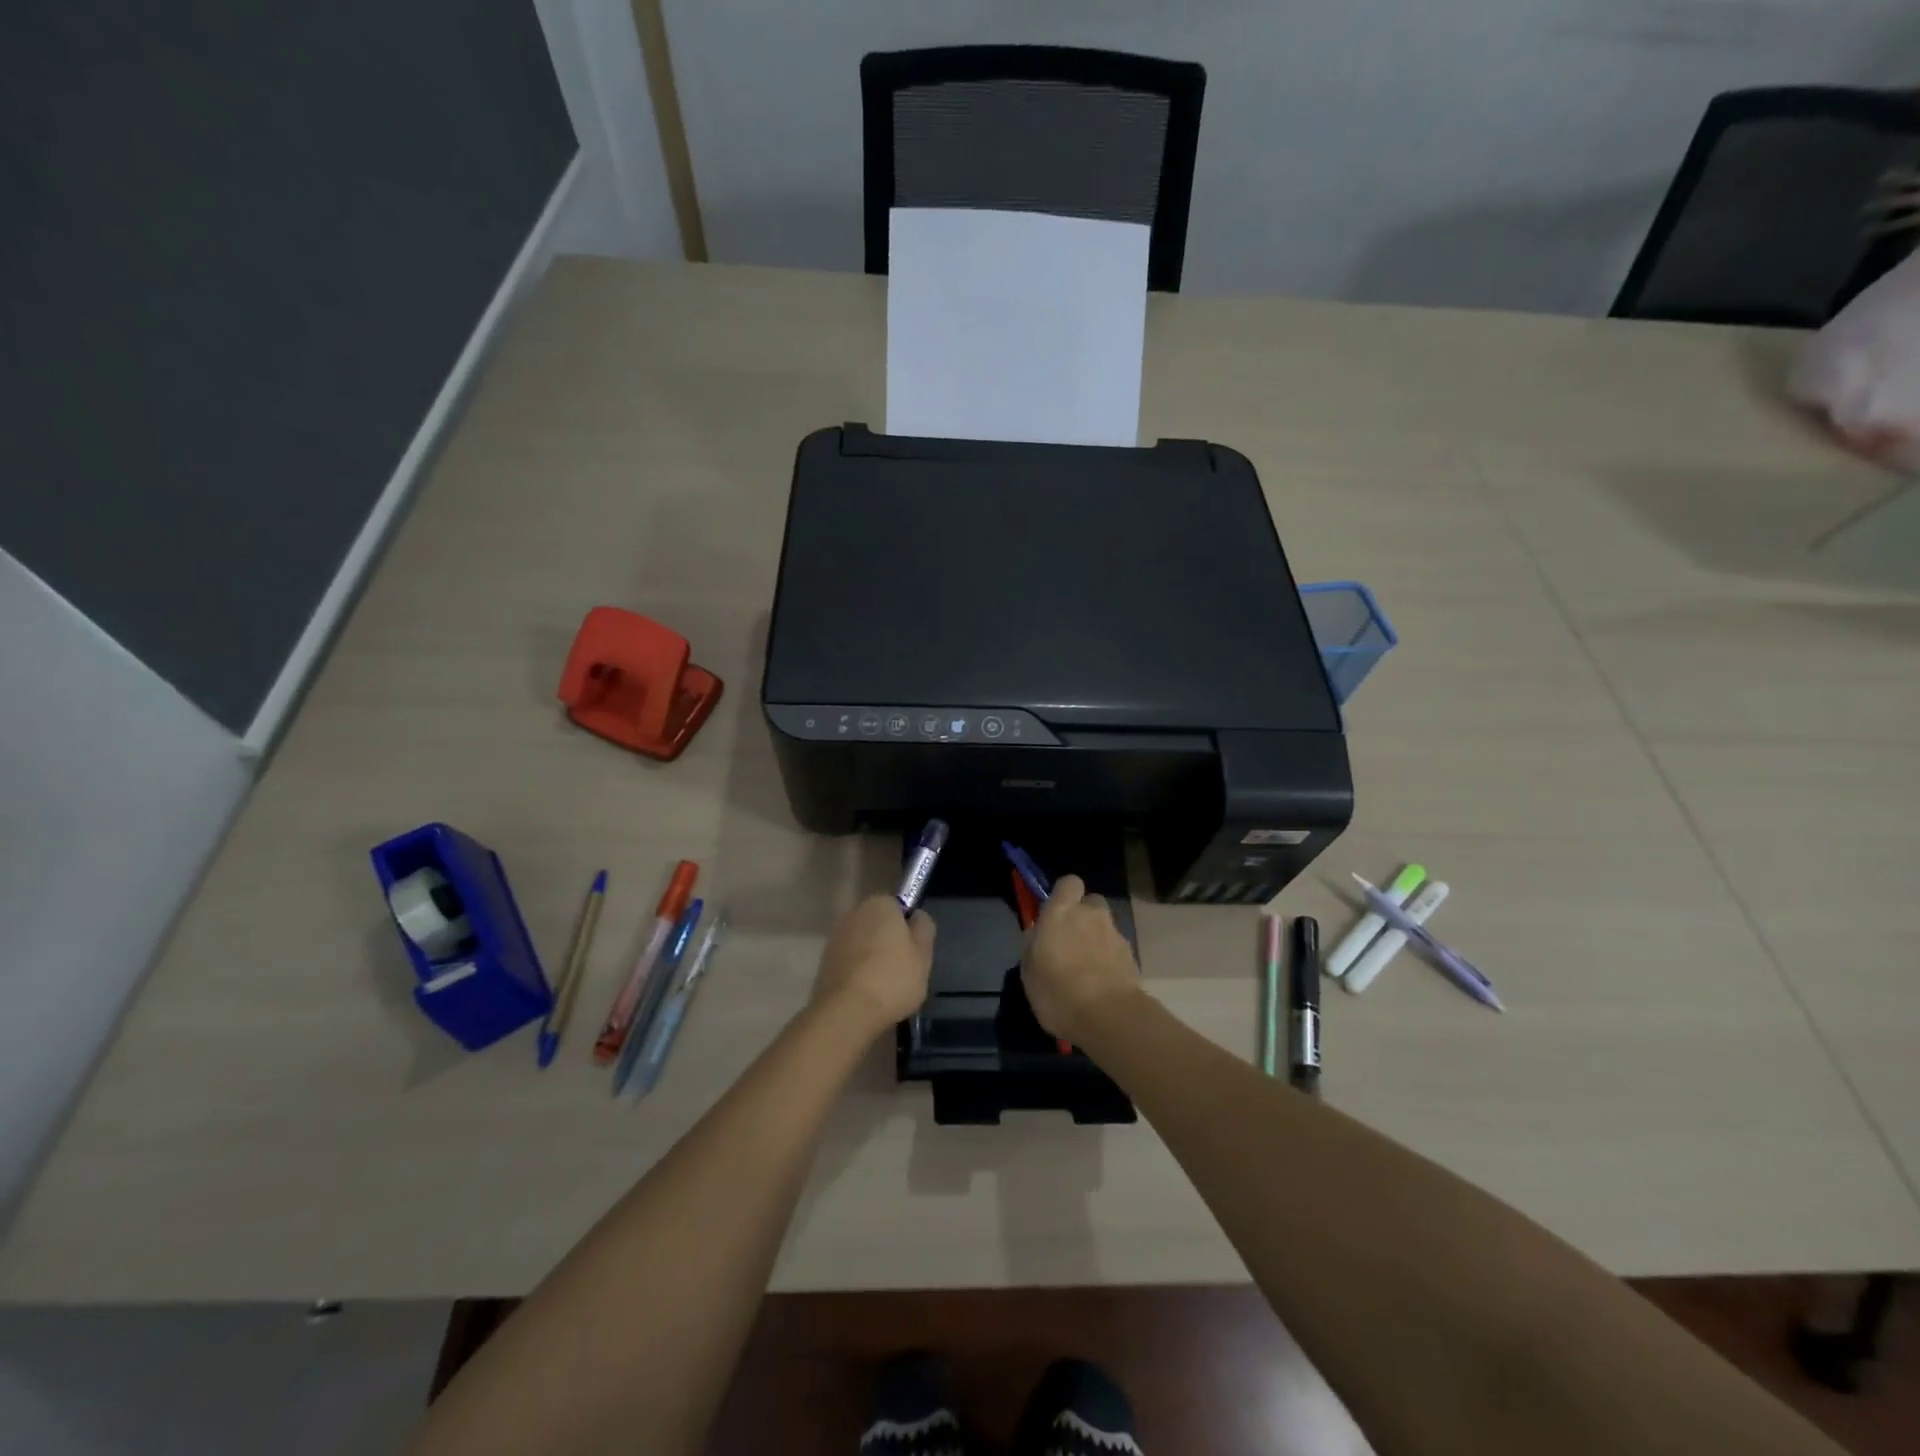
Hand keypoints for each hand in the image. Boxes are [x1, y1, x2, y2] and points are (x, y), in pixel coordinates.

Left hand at [812, 894, 934, 1038]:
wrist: (847, 1011)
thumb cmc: (893, 978)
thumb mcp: (924, 954)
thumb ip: (924, 928)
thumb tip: (916, 916)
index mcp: (880, 904)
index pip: (898, 907)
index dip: (908, 928)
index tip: (914, 951)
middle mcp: (854, 913)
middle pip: (878, 924)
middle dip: (888, 941)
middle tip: (902, 970)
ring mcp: (835, 937)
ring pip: (862, 944)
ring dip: (871, 957)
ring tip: (884, 987)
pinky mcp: (823, 961)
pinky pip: (849, 961)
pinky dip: (857, 972)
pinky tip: (866, 993)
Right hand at [1021, 875, 1140, 1043]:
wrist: (1108, 1017)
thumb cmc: (1058, 992)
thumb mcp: (1029, 972)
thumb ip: (1032, 945)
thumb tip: (1038, 933)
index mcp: (1062, 912)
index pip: (1069, 883)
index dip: (1064, 895)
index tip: (1056, 914)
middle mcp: (1091, 915)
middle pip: (1091, 902)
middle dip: (1084, 915)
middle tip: (1071, 941)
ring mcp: (1115, 934)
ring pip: (1105, 927)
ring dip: (1097, 939)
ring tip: (1086, 968)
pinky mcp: (1132, 956)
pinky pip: (1116, 949)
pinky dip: (1109, 959)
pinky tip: (1101, 983)